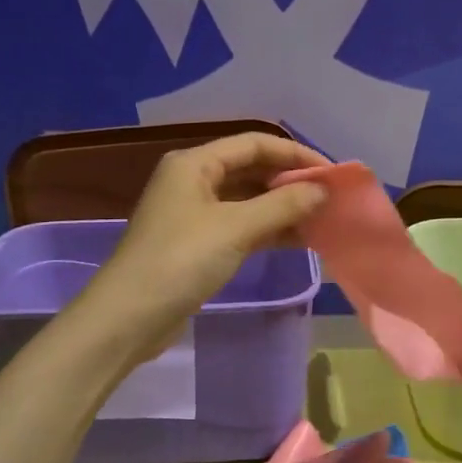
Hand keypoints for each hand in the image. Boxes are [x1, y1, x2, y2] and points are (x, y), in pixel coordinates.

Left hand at [84, 133, 330, 341]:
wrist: (128, 318)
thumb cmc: (180, 261)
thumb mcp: (235, 228)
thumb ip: (283, 205)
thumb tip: (323, 191)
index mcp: (195, 163)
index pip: (255, 144)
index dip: (295, 155)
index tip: (332, 174)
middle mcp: (193, 180)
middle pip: (251, 169)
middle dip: (291, 181)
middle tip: (331, 198)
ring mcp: (194, 213)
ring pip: (248, 200)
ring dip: (283, 207)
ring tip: (322, 219)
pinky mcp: (197, 243)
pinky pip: (241, 225)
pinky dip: (268, 229)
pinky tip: (298, 240)